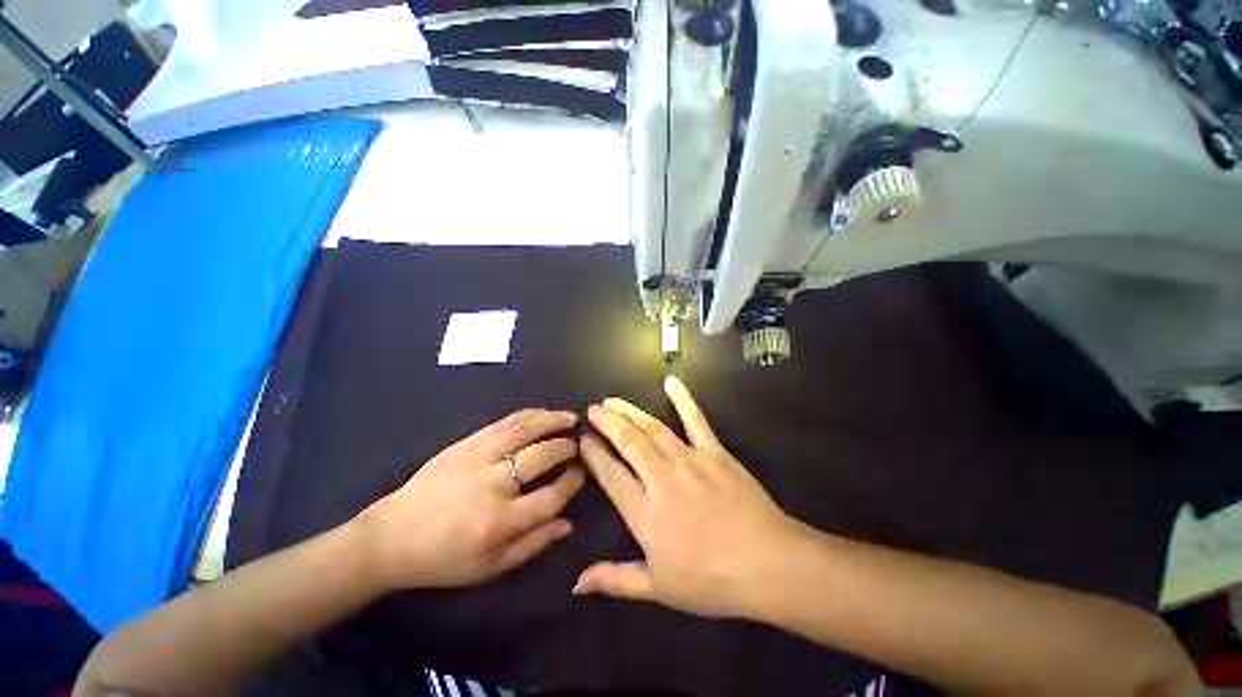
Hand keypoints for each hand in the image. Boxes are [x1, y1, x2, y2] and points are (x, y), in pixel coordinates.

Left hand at [353, 409, 584, 590]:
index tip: (582, 473)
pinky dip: (527, 415)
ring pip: (524, 431)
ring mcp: (477, 458)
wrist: (392, 537)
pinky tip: (541, 412)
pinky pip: (503, 423)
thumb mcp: (491, 567)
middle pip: (542, 455)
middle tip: (579, 444)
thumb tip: (568, 523)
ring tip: (570, 417)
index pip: (551, 496)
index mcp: (499, 522)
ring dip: (552, 420)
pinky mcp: (464, 444)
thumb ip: (533, 544)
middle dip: (566, 447)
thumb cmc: (444, 559)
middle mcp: (492, 485)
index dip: (572, 482)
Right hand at [574, 376, 799, 618]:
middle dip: (606, 422)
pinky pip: (696, 420)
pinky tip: (671, 381)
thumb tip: (575, 584)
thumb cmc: (710, 581)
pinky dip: (683, 399)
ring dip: (630, 411)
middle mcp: (661, 478)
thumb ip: (614, 580)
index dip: (593, 454)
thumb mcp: (657, 588)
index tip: (582, 439)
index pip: (609, 474)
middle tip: (592, 408)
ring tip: (613, 400)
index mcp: (644, 512)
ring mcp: (688, 460)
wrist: (767, 564)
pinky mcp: (714, 452)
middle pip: (628, 442)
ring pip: (652, 428)